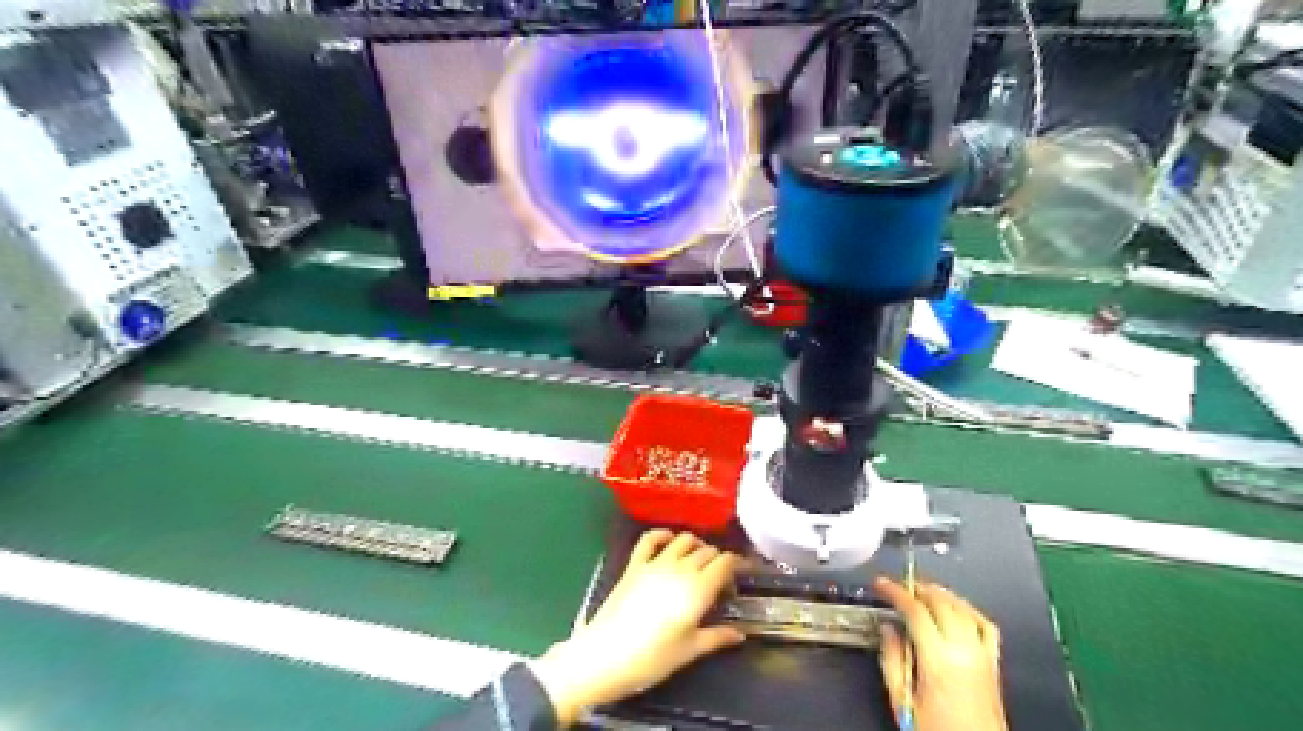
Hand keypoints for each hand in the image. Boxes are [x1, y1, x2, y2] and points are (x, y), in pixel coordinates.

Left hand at [534, 531, 747, 725]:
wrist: (605, 656)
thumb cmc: (652, 658)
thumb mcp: (690, 651)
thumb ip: (717, 637)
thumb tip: (740, 634)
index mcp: (699, 589)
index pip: (726, 562)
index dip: (738, 564)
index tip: (743, 574)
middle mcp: (680, 568)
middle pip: (707, 551)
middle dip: (719, 560)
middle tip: (721, 578)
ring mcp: (655, 562)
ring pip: (684, 539)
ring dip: (696, 545)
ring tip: (700, 560)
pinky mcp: (635, 564)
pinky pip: (651, 538)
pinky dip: (664, 534)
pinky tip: (669, 541)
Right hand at [874, 576, 1005, 729]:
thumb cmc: (935, 730)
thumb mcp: (902, 701)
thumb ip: (892, 660)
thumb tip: (888, 629)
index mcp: (938, 660)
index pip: (915, 611)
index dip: (895, 592)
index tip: (880, 584)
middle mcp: (963, 651)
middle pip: (940, 603)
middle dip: (917, 588)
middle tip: (898, 586)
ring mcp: (982, 655)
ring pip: (963, 608)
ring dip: (941, 593)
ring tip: (922, 589)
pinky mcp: (994, 663)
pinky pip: (985, 625)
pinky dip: (969, 609)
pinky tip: (957, 607)